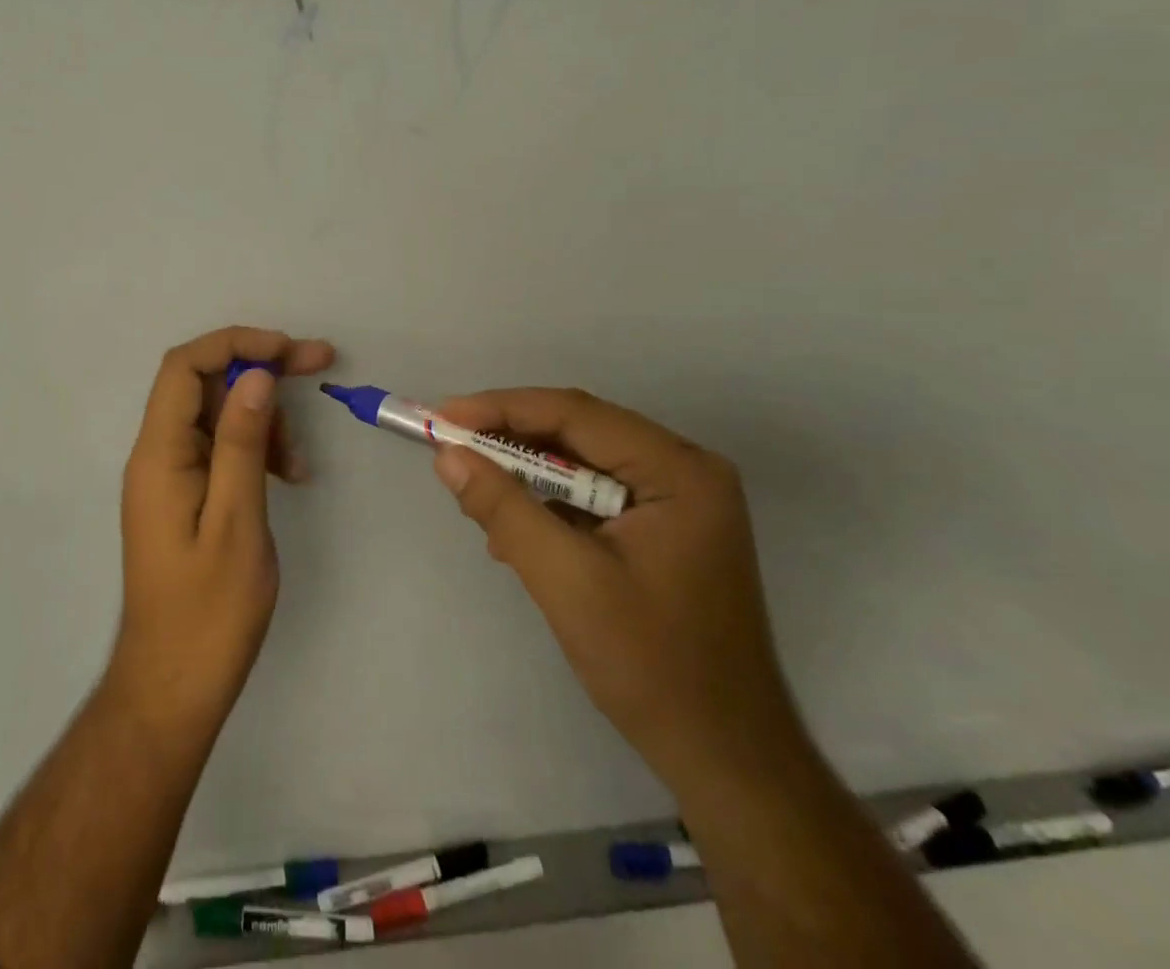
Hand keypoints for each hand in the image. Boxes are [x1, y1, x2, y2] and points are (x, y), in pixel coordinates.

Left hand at [108, 326, 336, 739]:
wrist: (174, 686)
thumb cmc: (209, 612)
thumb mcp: (237, 521)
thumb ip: (242, 443)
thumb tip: (255, 374)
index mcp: (158, 453)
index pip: (185, 366)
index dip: (236, 344)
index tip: (289, 350)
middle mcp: (157, 454)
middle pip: (204, 383)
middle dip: (260, 369)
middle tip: (318, 364)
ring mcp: (170, 475)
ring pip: (217, 414)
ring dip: (263, 417)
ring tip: (300, 459)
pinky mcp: (186, 495)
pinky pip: (221, 448)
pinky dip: (256, 448)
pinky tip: (289, 474)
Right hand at [432, 389, 805, 787]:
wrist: (726, 760)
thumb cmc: (653, 666)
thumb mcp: (567, 581)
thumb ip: (505, 508)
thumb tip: (447, 455)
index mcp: (678, 470)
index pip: (576, 414)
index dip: (503, 409)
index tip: (443, 416)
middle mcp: (682, 471)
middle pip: (579, 432)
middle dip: (511, 442)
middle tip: (450, 449)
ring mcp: (676, 501)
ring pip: (580, 463)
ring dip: (526, 477)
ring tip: (476, 497)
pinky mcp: (661, 530)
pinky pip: (591, 496)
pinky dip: (547, 507)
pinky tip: (515, 536)